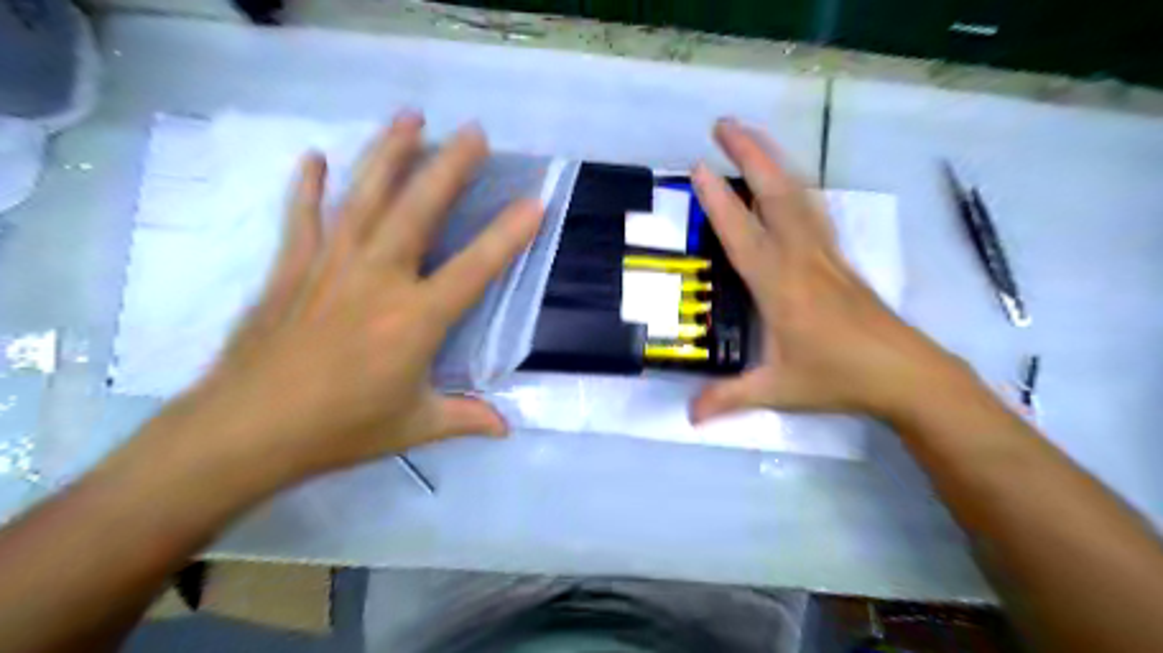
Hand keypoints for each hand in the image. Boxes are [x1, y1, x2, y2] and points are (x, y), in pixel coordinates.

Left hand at [147, 109, 541, 480]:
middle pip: (419, 211)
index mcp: (415, 319)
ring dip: (388, 154)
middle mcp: (378, 280)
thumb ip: (466, 418)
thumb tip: (508, 429)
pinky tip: (314, 157)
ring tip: (410, 117)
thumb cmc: (340, 429)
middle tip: (474, 132)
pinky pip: (302, 218)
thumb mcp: (414, 427)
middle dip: (450, 167)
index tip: (535, 202)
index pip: (475, 268)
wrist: (246, 431)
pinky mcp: (291, 270)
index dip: (508, 235)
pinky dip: (307, 187)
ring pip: (365, 199)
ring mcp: (331, 267)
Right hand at [688, 119, 972, 424]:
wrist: (906, 373)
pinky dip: (796, 184)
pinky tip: (789, 179)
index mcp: (779, 286)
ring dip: (773, 159)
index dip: (717, 199)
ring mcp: (824, 253)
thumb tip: (688, 416)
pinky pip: (813, 209)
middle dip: (748, 153)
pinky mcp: (839, 258)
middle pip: (773, 194)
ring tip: (750, 135)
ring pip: (797, 194)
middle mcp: (801, 258)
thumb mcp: (777, 390)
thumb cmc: (838, 378)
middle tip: (722, 123)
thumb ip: (729, 398)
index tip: (696, 167)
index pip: (741, 233)